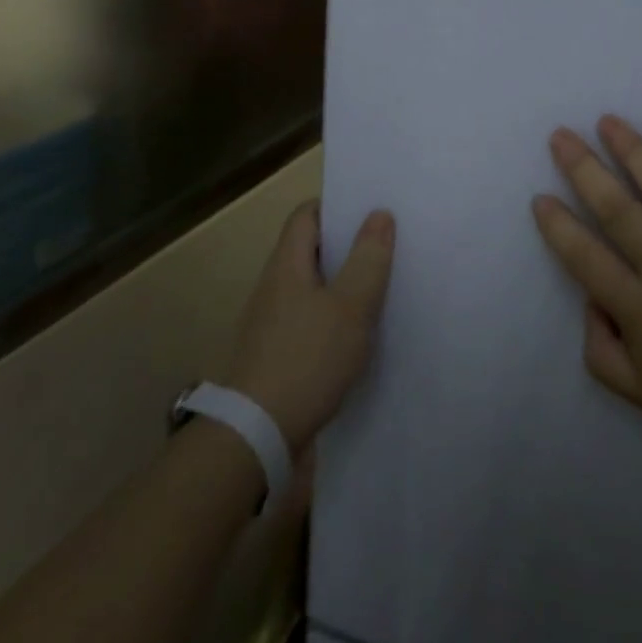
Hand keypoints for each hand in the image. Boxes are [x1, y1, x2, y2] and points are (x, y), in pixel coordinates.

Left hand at [225, 202, 394, 453]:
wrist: (255, 437)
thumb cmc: (307, 359)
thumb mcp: (351, 306)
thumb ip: (368, 259)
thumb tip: (379, 214)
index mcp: (287, 264)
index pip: (306, 214)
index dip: (336, 206)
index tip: (370, 212)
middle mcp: (273, 286)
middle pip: (309, 249)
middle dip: (346, 245)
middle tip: (386, 247)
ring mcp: (270, 323)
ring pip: (311, 287)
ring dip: (341, 283)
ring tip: (380, 288)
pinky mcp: (274, 355)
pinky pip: (308, 319)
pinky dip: (332, 317)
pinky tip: (357, 335)